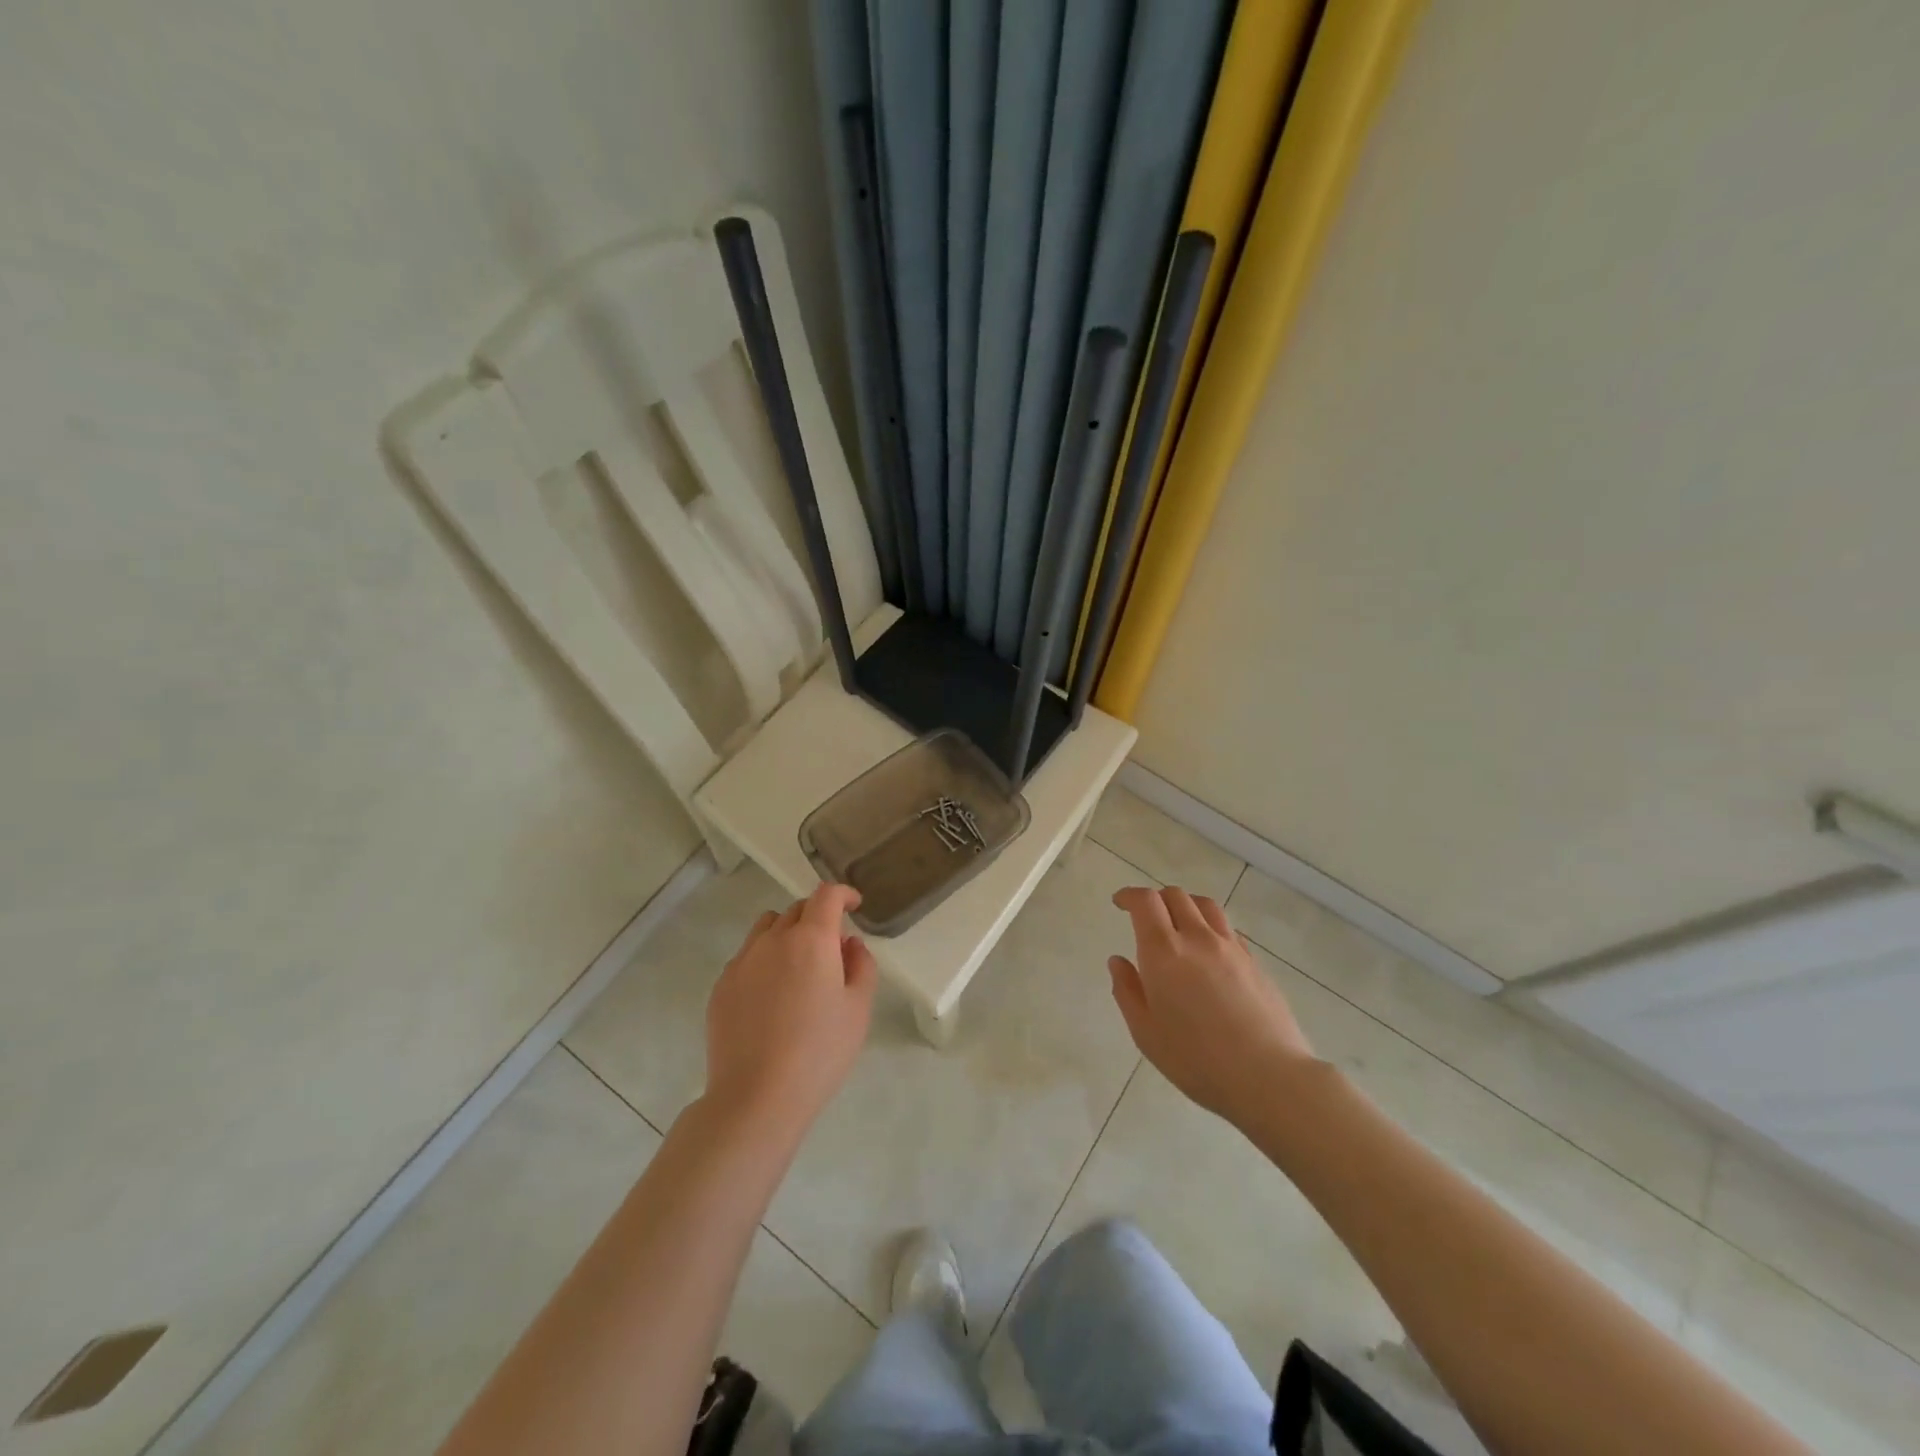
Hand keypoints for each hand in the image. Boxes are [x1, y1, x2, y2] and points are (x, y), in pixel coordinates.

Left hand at [704, 883, 876, 1137]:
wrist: (756, 1098)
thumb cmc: (819, 1052)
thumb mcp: (858, 1010)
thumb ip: (861, 966)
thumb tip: (849, 944)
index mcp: (811, 940)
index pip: (826, 895)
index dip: (843, 893)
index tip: (854, 905)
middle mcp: (773, 940)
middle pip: (797, 908)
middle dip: (818, 917)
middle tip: (832, 948)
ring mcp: (742, 962)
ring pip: (767, 928)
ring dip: (787, 933)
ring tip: (798, 968)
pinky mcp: (721, 986)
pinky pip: (747, 957)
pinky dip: (764, 960)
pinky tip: (772, 998)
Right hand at [1108, 886, 1317, 1127]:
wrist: (1268, 1077)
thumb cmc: (1196, 1059)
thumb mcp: (1146, 1032)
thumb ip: (1127, 991)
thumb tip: (1118, 961)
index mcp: (1164, 951)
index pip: (1146, 902)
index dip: (1130, 895)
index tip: (1120, 903)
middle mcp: (1197, 938)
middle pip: (1176, 896)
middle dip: (1156, 899)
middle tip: (1145, 917)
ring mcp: (1231, 947)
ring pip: (1205, 906)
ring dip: (1186, 905)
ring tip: (1178, 924)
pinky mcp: (1255, 962)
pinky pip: (1228, 928)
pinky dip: (1210, 926)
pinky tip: (1208, 950)